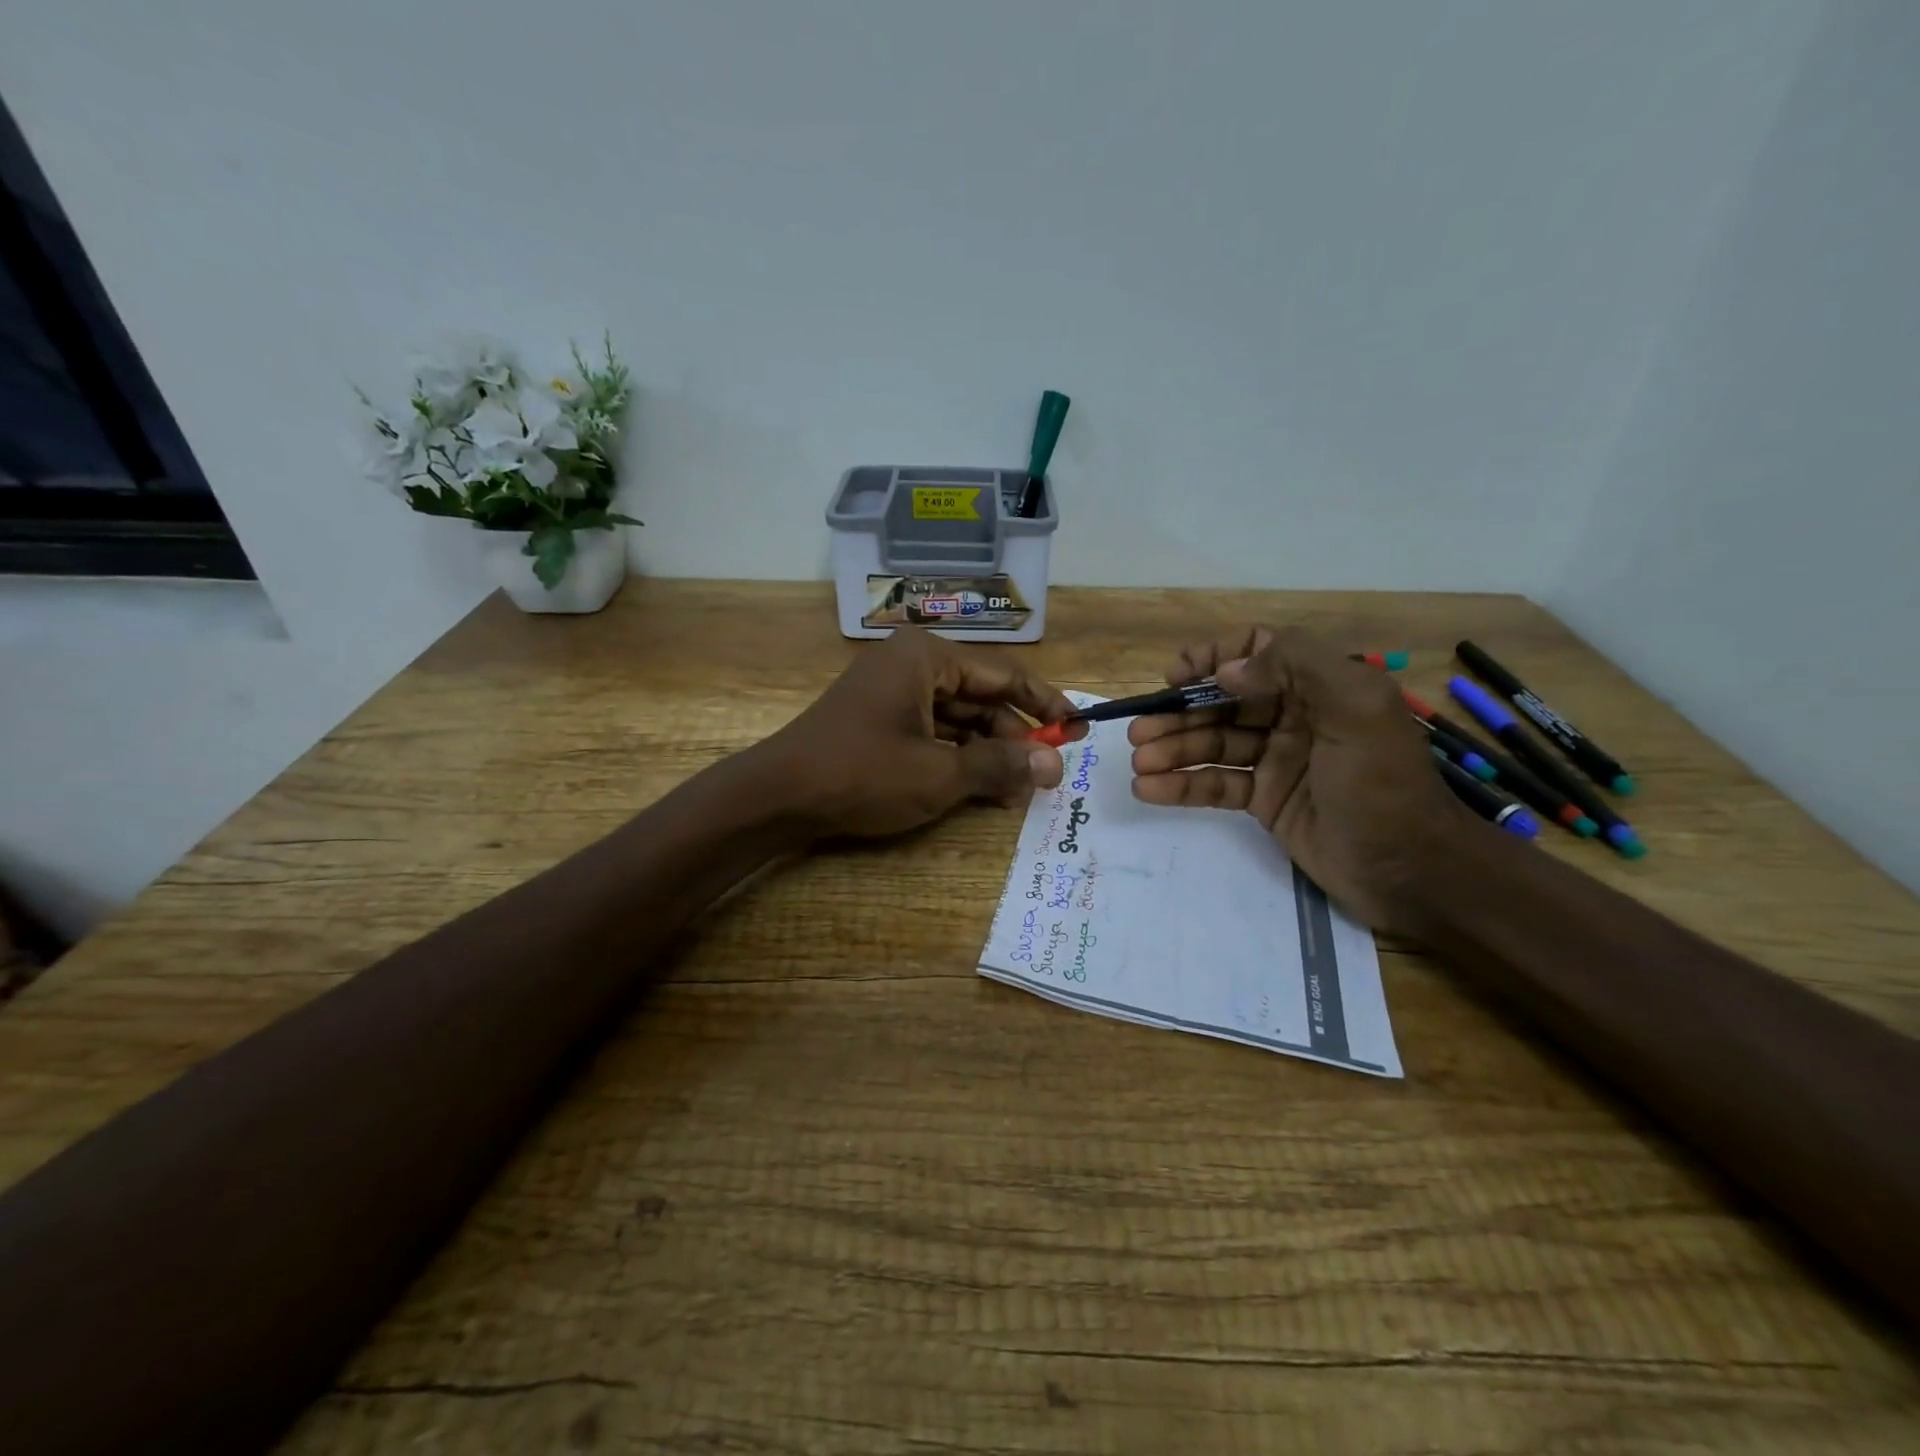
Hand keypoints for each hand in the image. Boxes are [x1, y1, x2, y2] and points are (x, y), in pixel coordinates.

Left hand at [759, 627, 1084, 839]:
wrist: (779, 796)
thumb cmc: (862, 773)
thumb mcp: (939, 773)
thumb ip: (1000, 765)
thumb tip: (1054, 766)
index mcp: (928, 657)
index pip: (1005, 675)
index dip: (1046, 704)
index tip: (1079, 728)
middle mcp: (912, 665)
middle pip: (982, 697)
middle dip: (1016, 737)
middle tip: (1050, 772)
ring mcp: (893, 693)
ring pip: (959, 718)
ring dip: (990, 752)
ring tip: (1021, 789)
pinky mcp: (881, 720)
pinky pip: (934, 732)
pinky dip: (959, 757)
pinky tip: (983, 787)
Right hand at [1127, 626, 1469, 932]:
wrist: (1409, 871)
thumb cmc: (1383, 784)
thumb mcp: (1358, 709)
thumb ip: (1297, 667)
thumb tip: (1225, 671)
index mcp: (1318, 686)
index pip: (1256, 652)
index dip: (1212, 657)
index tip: (1177, 678)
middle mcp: (1294, 716)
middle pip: (1222, 702)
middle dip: (1178, 713)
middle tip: (1139, 733)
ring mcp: (1276, 759)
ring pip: (1212, 744)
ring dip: (1172, 750)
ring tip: (1138, 763)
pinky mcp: (1264, 799)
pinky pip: (1215, 783)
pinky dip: (1181, 786)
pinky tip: (1149, 789)